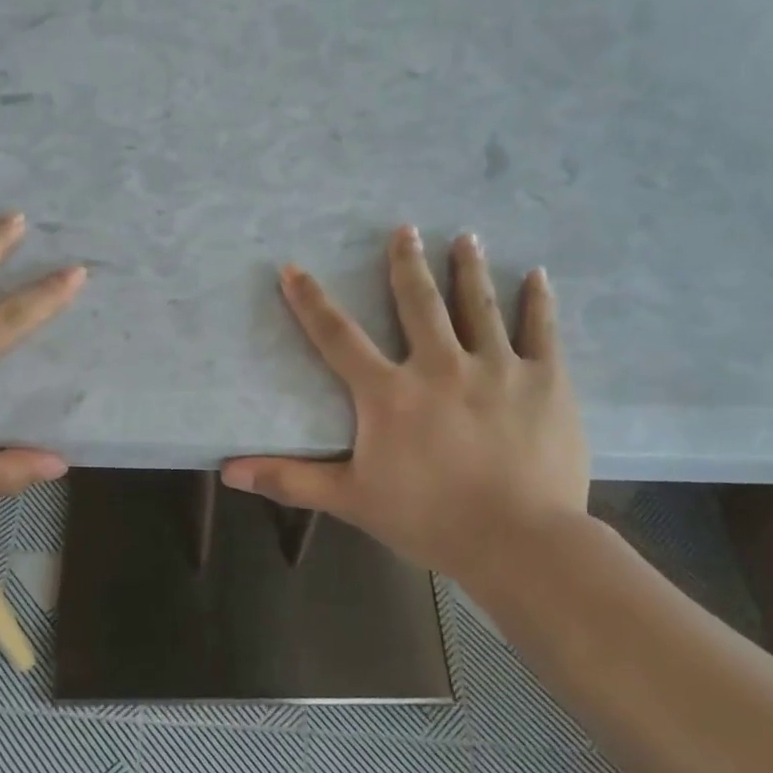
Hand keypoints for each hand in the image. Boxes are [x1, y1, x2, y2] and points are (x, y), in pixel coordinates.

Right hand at [221, 225, 588, 586]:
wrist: (519, 542)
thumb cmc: (429, 520)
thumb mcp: (351, 499)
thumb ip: (290, 479)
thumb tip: (227, 471)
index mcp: (390, 393)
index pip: (338, 337)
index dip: (311, 301)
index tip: (292, 268)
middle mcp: (440, 365)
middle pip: (417, 303)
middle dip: (406, 263)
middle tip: (405, 229)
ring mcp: (497, 367)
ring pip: (478, 305)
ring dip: (469, 268)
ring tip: (466, 236)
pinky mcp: (545, 381)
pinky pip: (541, 331)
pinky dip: (538, 301)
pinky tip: (538, 275)